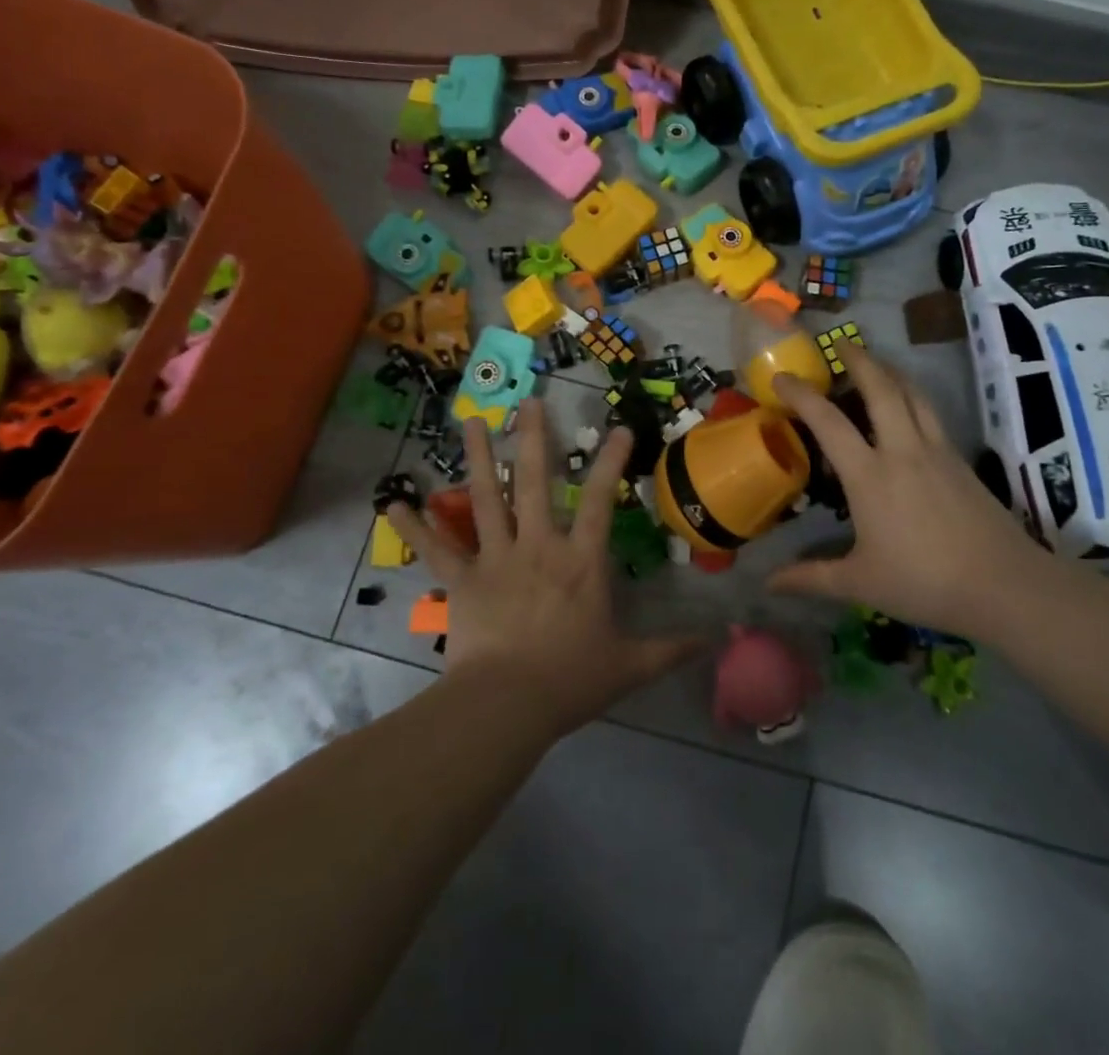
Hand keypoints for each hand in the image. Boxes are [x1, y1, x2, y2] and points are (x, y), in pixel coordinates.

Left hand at [386, 400, 702, 737]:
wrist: (507, 706)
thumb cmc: (570, 681)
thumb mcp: (629, 666)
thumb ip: (670, 649)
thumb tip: (715, 640)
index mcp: (579, 561)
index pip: (599, 500)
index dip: (610, 462)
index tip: (619, 429)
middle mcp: (537, 546)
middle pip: (534, 481)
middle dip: (533, 438)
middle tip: (528, 402)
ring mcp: (496, 559)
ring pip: (486, 498)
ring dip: (478, 458)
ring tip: (471, 422)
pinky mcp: (462, 581)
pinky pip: (436, 549)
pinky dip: (416, 526)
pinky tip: (392, 503)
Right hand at [769, 345, 1047, 638]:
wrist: (1004, 585)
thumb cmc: (924, 582)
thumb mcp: (860, 583)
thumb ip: (811, 577)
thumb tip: (767, 582)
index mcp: (870, 475)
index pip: (828, 422)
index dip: (801, 395)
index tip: (781, 377)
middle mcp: (902, 451)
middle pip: (881, 389)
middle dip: (859, 361)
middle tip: (842, 344)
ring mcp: (936, 451)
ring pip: (912, 394)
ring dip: (891, 371)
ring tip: (876, 362)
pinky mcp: (960, 460)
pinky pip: (931, 413)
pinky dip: (913, 396)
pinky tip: (911, 405)